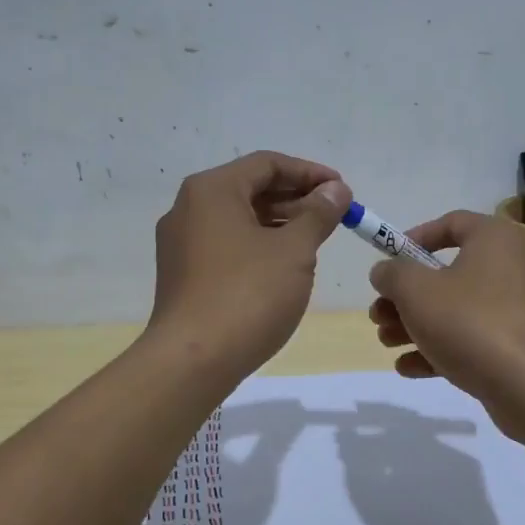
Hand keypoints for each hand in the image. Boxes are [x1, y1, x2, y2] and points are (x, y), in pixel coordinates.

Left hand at [147, 151, 350, 380]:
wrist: (193, 360)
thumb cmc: (248, 294)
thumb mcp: (294, 250)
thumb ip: (318, 214)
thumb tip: (336, 190)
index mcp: (212, 190)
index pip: (267, 164)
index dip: (310, 173)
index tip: (343, 191)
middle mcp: (189, 208)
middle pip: (251, 189)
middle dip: (296, 198)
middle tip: (334, 215)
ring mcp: (181, 243)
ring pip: (239, 219)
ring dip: (280, 223)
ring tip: (316, 240)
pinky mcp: (183, 274)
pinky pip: (227, 245)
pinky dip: (258, 245)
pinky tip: (284, 266)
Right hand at [366, 210, 524, 433]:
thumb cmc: (470, 323)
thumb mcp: (416, 291)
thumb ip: (393, 274)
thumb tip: (385, 272)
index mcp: (492, 240)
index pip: (451, 223)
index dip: (414, 238)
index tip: (388, 261)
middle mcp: (508, 268)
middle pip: (445, 273)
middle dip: (405, 296)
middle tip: (378, 314)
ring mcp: (513, 310)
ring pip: (453, 310)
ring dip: (414, 324)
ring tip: (386, 341)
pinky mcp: (513, 347)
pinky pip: (469, 340)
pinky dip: (437, 349)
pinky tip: (406, 368)